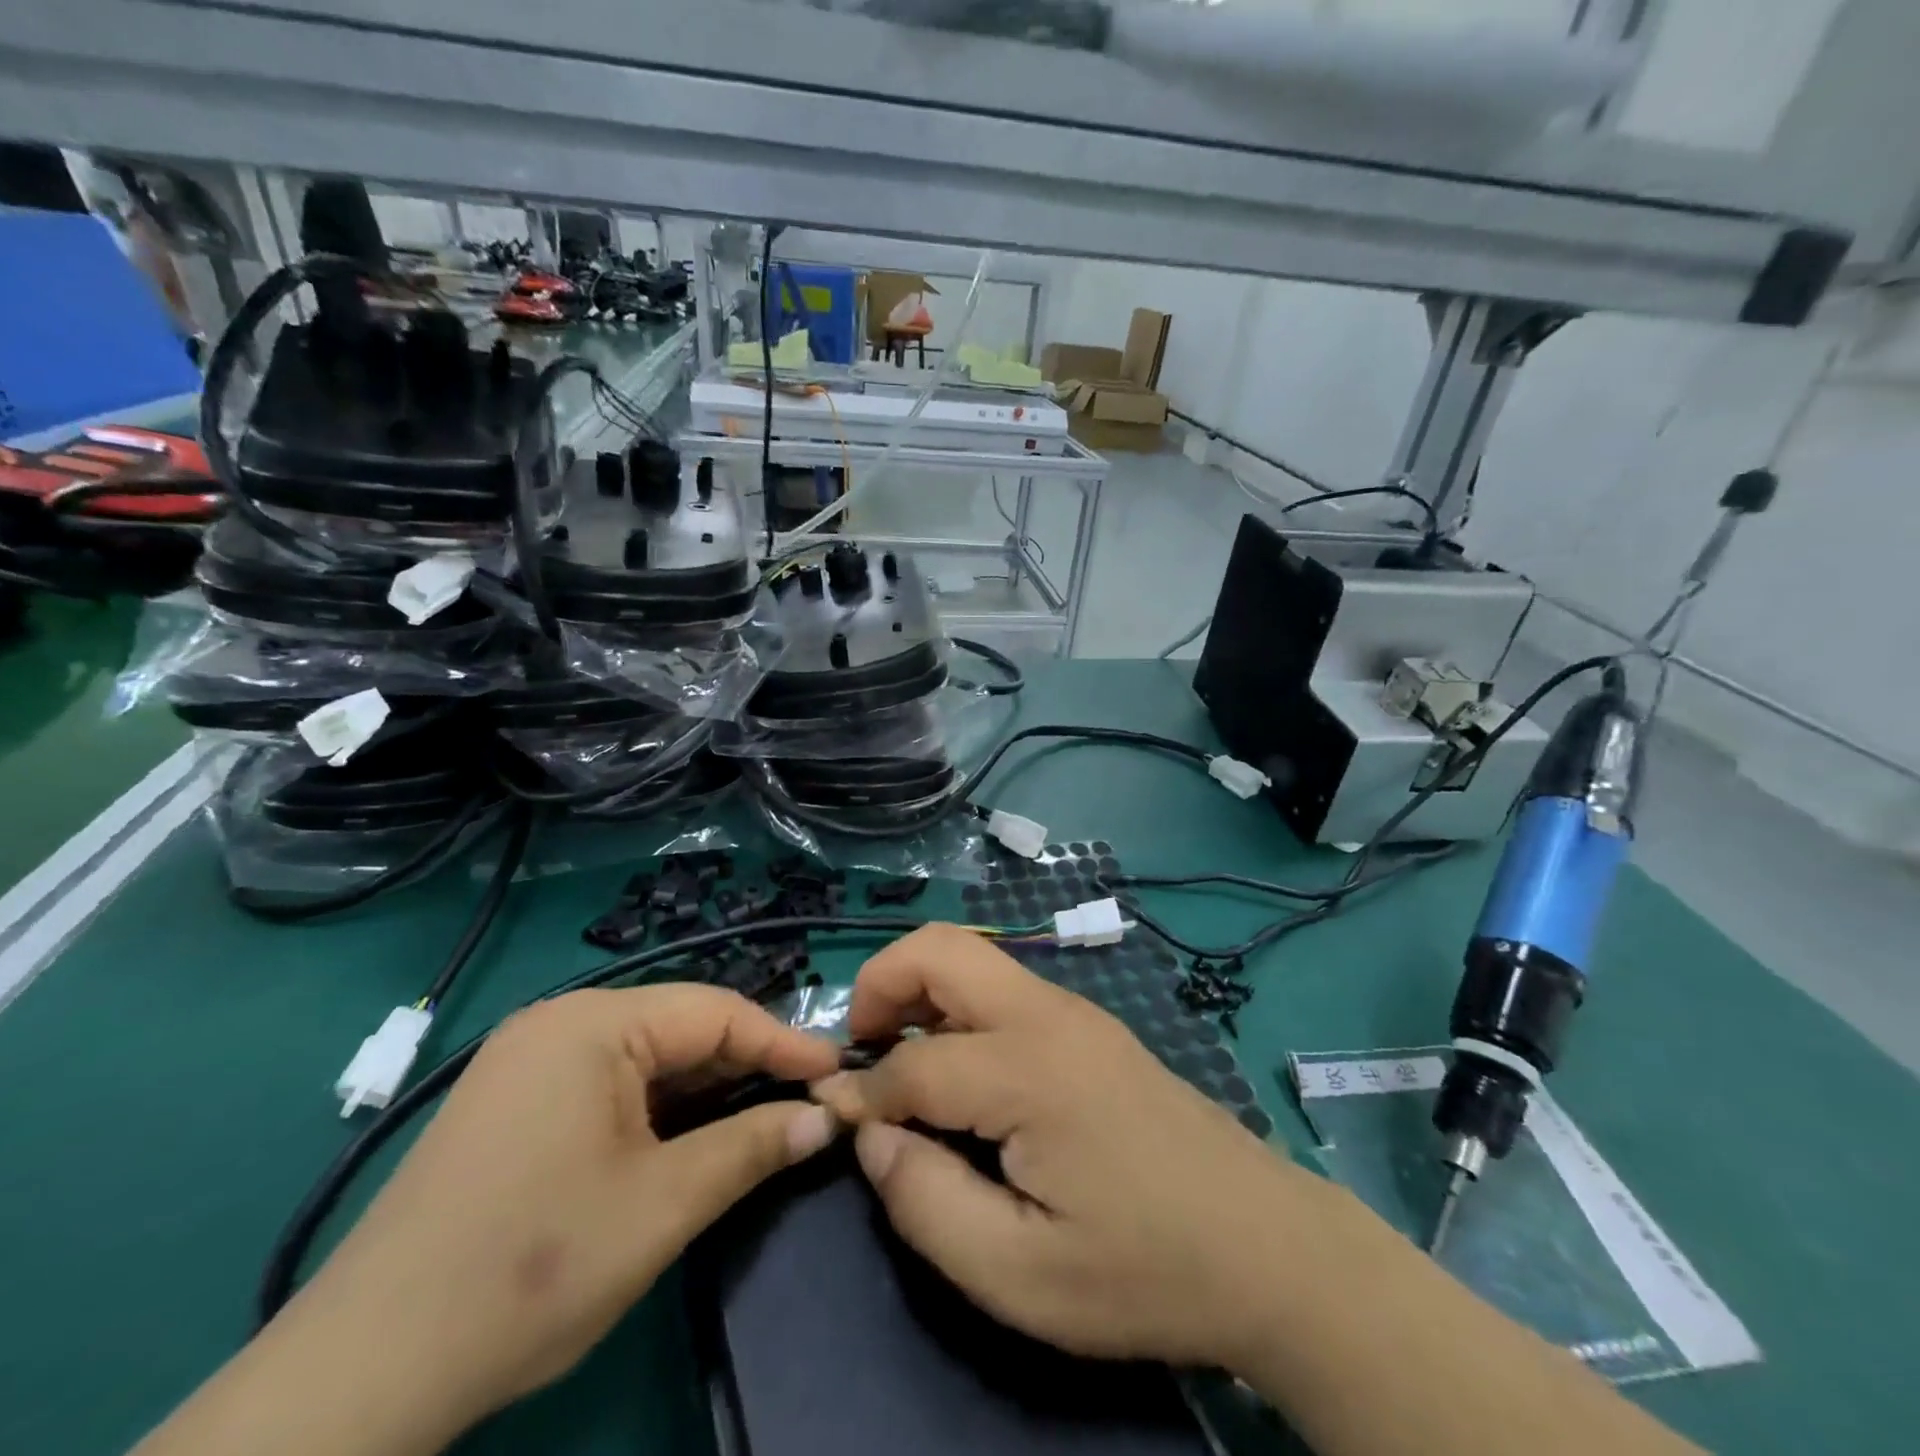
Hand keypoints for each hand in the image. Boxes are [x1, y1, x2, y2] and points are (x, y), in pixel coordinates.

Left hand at [285, 986, 840, 1433]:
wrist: (362, 1374)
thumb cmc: (532, 1267)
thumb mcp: (663, 1204)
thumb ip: (753, 1146)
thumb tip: (826, 1118)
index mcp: (593, 1024)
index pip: (716, 1012)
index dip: (783, 1042)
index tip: (837, 1073)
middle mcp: (560, 1023)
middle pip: (681, 1028)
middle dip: (745, 1066)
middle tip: (805, 1101)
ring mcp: (529, 1061)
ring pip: (647, 1057)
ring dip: (705, 1088)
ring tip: (761, 1117)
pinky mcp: (514, 1103)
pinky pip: (610, 1083)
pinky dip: (659, 1106)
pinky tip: (687, 1137)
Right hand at [812, 924, 1328, 1371]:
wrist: (1266, 1245)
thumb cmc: (1143, 1269)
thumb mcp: (1020, 1273)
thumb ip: (927, 1202)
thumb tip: (872, 1135)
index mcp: (1028, 1069)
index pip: (913, 1062)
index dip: (862, 1092)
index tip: (833, 1120)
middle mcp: (1046, 1014)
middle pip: (939, 947)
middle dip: (880, 983)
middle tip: (862, 1051)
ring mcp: (1073, 1010)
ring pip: (971, 956)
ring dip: (919, 989)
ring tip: (901, 1061)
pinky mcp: (1088, 1023)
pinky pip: (1001, 986)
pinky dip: (956, 1005)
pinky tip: (961, 1070)